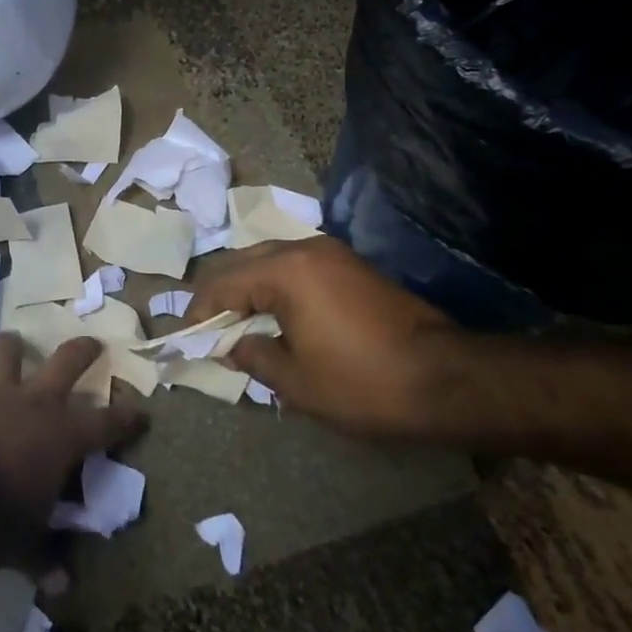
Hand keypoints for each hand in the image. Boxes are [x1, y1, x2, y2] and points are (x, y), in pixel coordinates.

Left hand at [0, 333, 146, 557]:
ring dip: (10, 347)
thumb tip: (61, 587)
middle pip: (66, 362)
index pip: (107, 423)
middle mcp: (33, 403)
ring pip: (6, 355)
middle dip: (82, 350)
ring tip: (12, 339)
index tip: (142, 414)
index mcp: (63, 435)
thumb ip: (42, 559)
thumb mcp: (24, 545)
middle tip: (91, 342)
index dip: (127, 418)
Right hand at [189, 235, 457, 435]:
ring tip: (237, 322)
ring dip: (249, 287)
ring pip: (271, 260)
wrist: (446, 379)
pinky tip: (275, 315)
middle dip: (221, 293)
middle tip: (207, 327)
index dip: (199, 310)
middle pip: (243, 262)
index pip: (223, 282)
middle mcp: (305, 249)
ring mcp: (333, 254)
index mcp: (285, 271)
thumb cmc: (363, 383)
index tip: (186, 336)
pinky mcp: (352, 266)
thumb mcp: (296, 380)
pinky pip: (298, 267)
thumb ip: (253, 357)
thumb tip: (233, 346)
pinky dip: (276, 286)